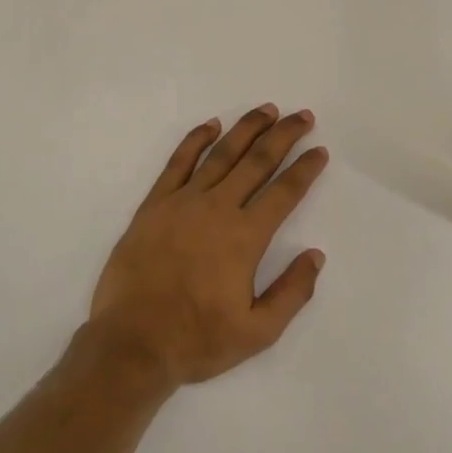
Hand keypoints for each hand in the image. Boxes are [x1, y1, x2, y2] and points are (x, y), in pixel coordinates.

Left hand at [87, 107, 329, 389]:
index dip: (305, 169)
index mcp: (245, 237)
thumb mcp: (258, 332)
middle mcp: (217, 209)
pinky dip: (196, 139)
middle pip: (257, 161)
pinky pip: (178, 162)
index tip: (319, 151)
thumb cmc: (197, 340)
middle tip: (302, 116)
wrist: (132, 342)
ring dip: (247, 129)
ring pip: (221, 154)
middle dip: (283, 136)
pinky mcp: (155, 204)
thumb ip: (292, 292)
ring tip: (267, 110)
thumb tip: (316, 255)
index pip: (284, 192)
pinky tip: (212, 124)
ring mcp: (183, 202)